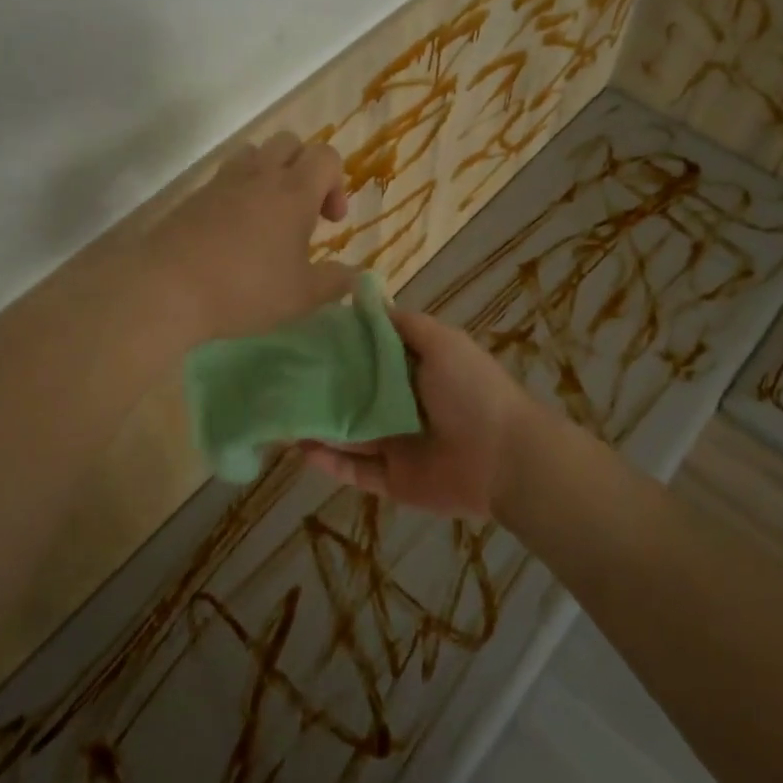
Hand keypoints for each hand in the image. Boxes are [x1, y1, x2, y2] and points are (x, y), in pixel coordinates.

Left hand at [148, 131, 353, 342]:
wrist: (167, 287)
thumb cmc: (245, 289)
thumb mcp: (301, 296)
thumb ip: (335, 282)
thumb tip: (357, 277)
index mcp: (293, 191)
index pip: (326, 156)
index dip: (337, 182)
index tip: (331, 221)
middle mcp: (259, 175)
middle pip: (290, 143)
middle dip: (304, 168)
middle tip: (303, 212)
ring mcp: (221, 182)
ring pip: (253, 153)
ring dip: (269, 173)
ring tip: (268, 216)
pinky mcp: (192, 197)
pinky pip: (224, 178)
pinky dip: (238, 193)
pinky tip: (233, 233)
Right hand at [301, 307, 555, 518]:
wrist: (504, 458)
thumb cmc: (472, 391)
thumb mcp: (442, 343)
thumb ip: (405, 325)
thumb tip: (369, 302)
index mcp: (414, 371)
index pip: (368, 356)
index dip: (338, 348)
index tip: (302, 338)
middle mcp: (400, 405)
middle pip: (353, 396)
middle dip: (321, 389)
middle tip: (280, 380)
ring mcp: (395, 444)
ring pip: (347, 434)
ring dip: (317, 425)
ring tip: (279, 416)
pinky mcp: (392, 480)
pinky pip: (354, 470)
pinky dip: (329, 462)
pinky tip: (300, 449)